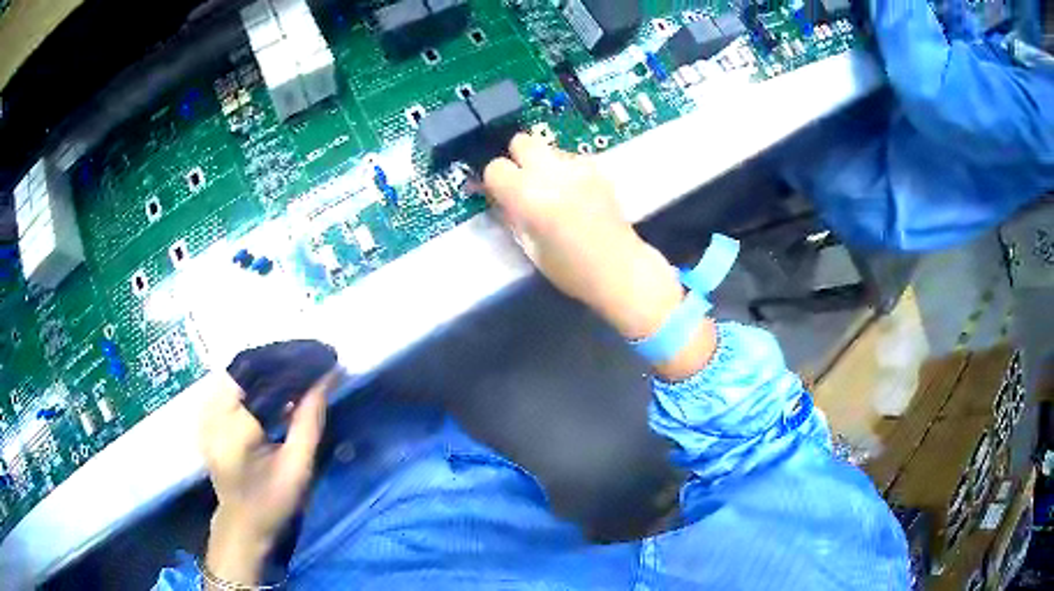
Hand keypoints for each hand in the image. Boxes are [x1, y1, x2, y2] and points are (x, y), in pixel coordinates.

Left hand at [199, 373, 330, 584]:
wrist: (242, 522)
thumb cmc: (273, 501)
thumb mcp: (297, 467)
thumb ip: (309, 421)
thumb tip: (327, 378)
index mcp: (234, 430)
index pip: (262, 377)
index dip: (293, 363)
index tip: (323, 358)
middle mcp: (212, 413)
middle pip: (247, 365)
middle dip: (282, 359)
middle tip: (313, 360)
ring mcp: (205, 411)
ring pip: (239, 369)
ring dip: (269, 365)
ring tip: (299, 368)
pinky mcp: (206, 413)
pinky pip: (232, 382)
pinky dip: (256, 377)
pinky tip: (277, 384)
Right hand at [483, 133, 715, 380]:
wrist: (620, 268)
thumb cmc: (571, 270)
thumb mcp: (530, 248)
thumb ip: (513, 217)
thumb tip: (503, 199)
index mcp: (529, 196)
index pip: (495, 168)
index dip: (496, 182)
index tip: (502, 196)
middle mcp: (551, 172)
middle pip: (522, 141)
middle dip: (518, 159)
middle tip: (525, 184)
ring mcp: (578, 167)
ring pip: (548, 148)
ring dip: (544, 164)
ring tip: (555, 191)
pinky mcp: (597, 169)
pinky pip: (571, 159)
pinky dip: (566, 170)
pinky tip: (576, 193)